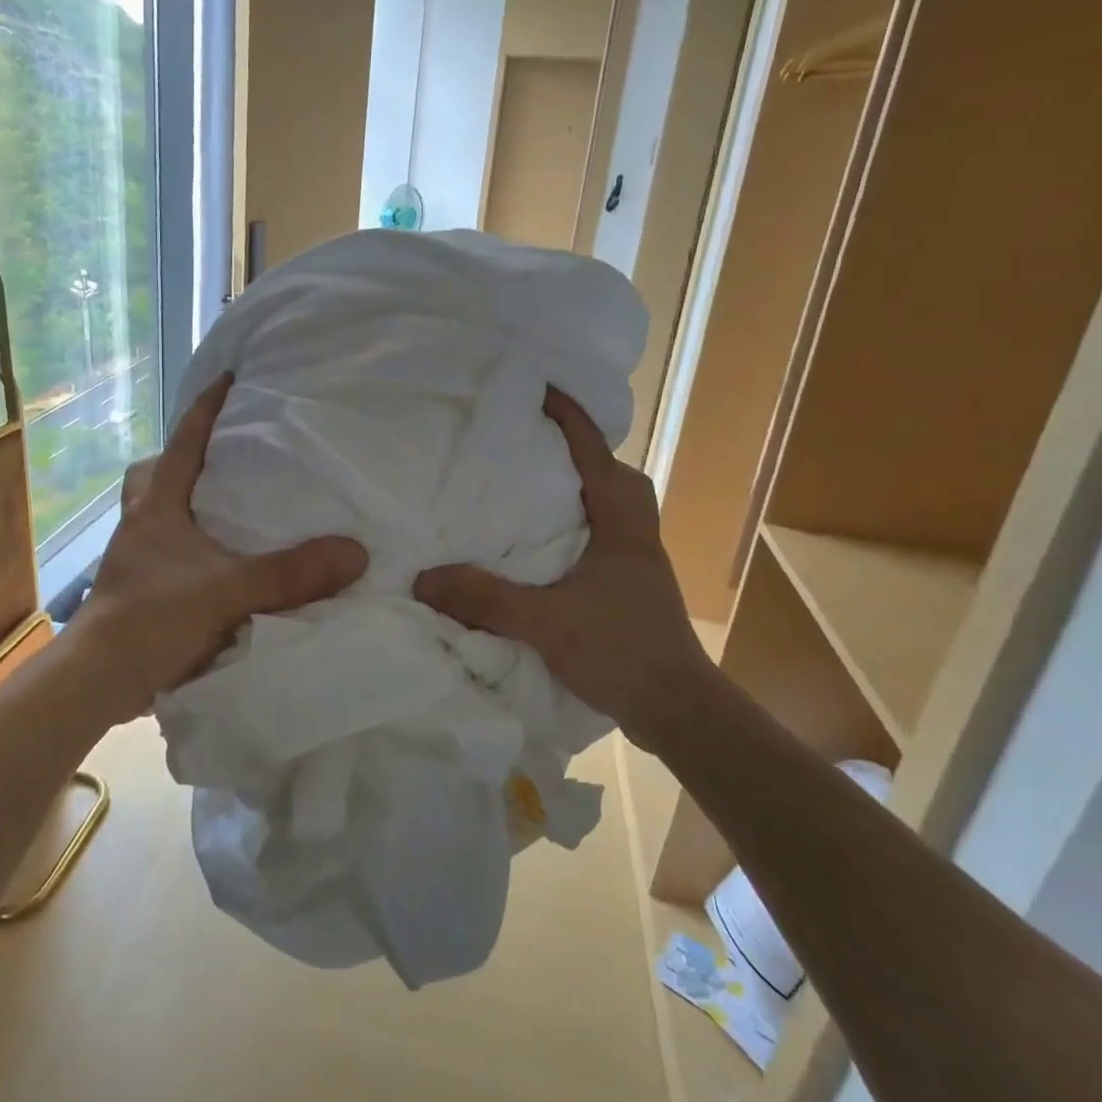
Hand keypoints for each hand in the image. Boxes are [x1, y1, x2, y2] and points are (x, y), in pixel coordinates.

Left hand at [73, 374, 368, 718]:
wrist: (98, 681)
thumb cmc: (151, 620)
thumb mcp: (226, 592)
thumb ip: (289, 574)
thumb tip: (355, 552)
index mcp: (159, 507)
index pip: (184, 442)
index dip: (206, 408)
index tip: (229, 377)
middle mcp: (144, 524)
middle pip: (160, 473)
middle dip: (187, 457)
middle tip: (228, 454)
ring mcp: (140, 559)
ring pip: (164, 514)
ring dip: (192, 505)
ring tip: (234, 507)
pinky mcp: (144, 591)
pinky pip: (175, 553)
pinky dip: (198, 548)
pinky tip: (227, 564)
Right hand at [412, 387, 715, 753]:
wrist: (679, 712)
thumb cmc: (622, 652)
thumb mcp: (546, 621)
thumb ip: (485, 598)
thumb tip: (423, 577)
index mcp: (621, 525)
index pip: (595, 455)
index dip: (569, 418)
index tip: (539, 389)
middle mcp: (635, 536)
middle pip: (615, 477)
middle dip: (582, 454)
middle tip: (537, 449)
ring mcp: (638, 565)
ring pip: (613, 510)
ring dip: (582, 494)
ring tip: (536, 496)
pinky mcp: (631, 592)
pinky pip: (603, 541)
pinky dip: (578, 532)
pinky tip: (545, 554)